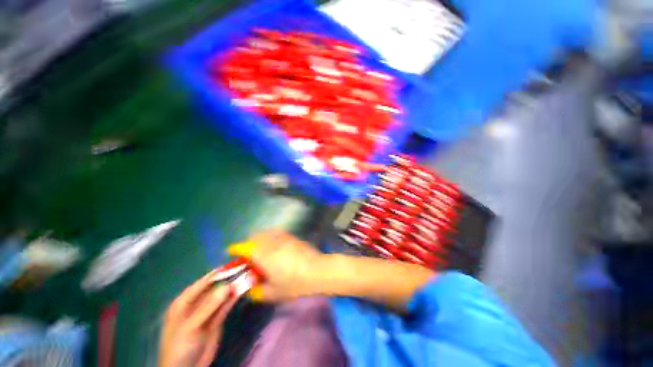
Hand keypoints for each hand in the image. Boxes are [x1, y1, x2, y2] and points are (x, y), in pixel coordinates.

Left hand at [158, 271, 238, 366]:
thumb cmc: (180, 346)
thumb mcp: (191, 326)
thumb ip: (209, 306)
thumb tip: (227, 286)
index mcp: (184, 302)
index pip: (202, 283)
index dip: (217, 273)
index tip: (232, 265)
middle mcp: (196, 304)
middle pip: (214, 288)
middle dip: (228, 279)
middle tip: (244, 269)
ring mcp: (208, 312)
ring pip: (222, 296)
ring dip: (233, 287)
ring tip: (247, 277)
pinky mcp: (216, 319)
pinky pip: (226, 306)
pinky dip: (234, 298)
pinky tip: (243, 290)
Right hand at [227, 230, 323, 302]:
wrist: (317, 270)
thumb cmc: (295, 283)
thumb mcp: (274, 292)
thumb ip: (258, 291)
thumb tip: (250, 288)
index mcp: (264, 255)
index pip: (245, 247)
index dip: (236, 248)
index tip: (231, 251)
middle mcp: (272, 242)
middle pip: (255, 237)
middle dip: (248, 243)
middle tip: (248, 254)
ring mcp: (284, 238)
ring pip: (266, 233)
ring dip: (260, 238)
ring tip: (261, 249)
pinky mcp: (292, 237)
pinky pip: (277, 233)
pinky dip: (271, 236)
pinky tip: (275, 245)